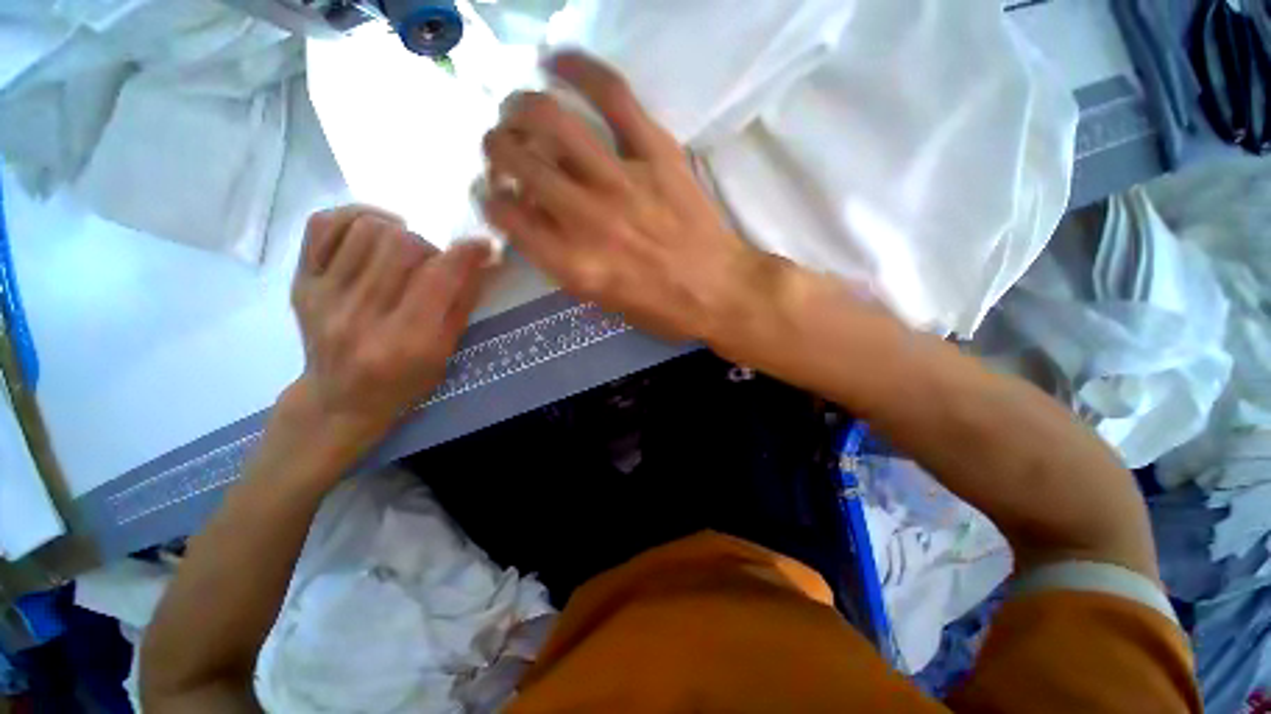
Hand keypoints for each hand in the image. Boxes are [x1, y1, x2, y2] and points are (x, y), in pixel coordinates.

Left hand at [283, 206, 490, 456]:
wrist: (341, 398)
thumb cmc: (405, 379)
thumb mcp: (446, 352)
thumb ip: (463, 303)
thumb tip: (480, 259)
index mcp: (406, 340)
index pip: (438, 278)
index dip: (467, 253)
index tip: (481, 246)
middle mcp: (362, 316)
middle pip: (400, 245)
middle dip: (430, 247)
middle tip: (434, 263)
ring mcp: (324, 296)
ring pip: (366, 229)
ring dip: (397, 232)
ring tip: (404, 251)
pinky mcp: (300, 283)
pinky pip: (321, 224)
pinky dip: (354, 216)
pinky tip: (373, 230)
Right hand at [479, 52, 771, 341]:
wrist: (719, 293)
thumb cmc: (661, 309)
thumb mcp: (602, 301)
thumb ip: (564, 262)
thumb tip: (538, 218)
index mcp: (573, 264)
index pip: (508, 216)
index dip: (492, 199)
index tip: (495, 193)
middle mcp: (587, 219)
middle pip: (518, 161)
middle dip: (496, 148)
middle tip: (502, 147)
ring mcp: (622, 181)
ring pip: (551, 120)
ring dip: (519, 108)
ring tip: (517, 110)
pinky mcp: (657, 154)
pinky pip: (612, 94)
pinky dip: (579, 68)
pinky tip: (556, 61)